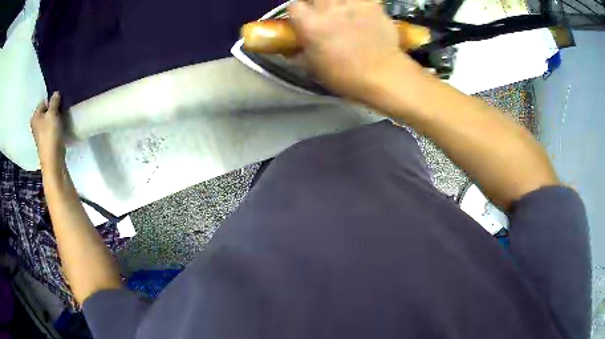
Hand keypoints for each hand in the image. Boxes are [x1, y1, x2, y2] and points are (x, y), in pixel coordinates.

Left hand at [31, 92, 65, 168]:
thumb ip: (54, 102)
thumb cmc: (50, 135)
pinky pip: (52, 130)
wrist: (53, 160)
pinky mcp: (47, 142)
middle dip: (53, 110)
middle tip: (61, 111)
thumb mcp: (53, 114)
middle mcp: (36, 125)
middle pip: (46, 112)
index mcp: (35, 117)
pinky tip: (60, 129)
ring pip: (49, 121)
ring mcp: (41, 135)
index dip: (52, 102)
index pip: (43, 102)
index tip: (59, 104)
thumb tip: (56, 93)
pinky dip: (56, 128)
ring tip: (62, 119)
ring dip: (55, 119)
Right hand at [288, 0, 419, 100]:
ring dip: (337, 3)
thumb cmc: (344, 76)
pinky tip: (363, 14)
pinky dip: (359, 5)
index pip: (294, 5)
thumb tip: (292, 49)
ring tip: (343, 13)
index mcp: (310, 23)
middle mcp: (328, 8)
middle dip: (316, 4)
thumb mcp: (313, 68)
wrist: (382, 75)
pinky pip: (361, 0)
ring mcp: (352, 3)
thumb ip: (300, 53)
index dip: (298, 12)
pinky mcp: (372, 4)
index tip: (303, 19)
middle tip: (323, 14)